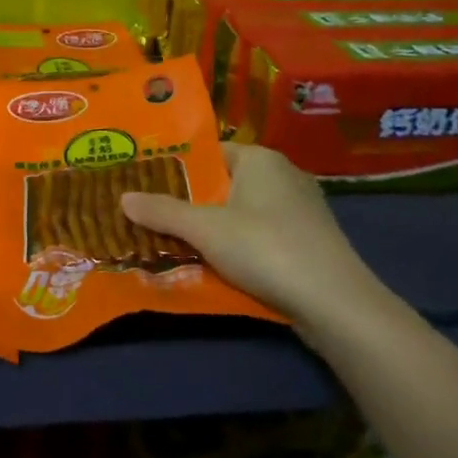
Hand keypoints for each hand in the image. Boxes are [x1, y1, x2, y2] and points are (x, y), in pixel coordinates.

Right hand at [120, 143, 389, 338]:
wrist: (336, 304)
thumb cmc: (266, 248)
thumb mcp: (205, 229)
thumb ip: (163, 211)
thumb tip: (122, 197)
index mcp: (260, 159)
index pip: (209, 153)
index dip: (177, 168)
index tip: (146, 184)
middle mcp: (283, 176)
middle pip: (223, 184)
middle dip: (191, 203)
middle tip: (152, 216)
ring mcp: (301, 211)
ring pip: (242, 213)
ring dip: (213, 229)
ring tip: (175, 243)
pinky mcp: (309, 243)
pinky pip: (261, 236)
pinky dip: (239, 248)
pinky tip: (216, 267)